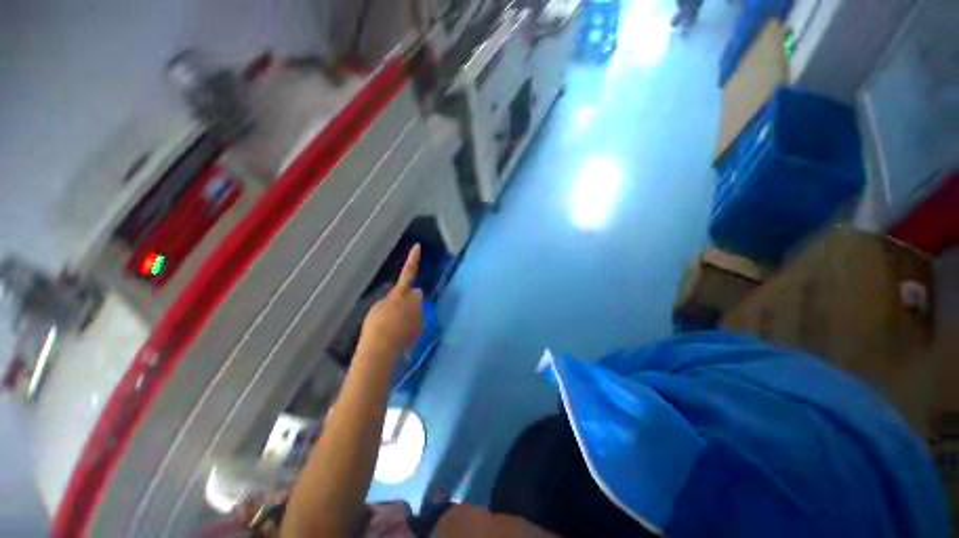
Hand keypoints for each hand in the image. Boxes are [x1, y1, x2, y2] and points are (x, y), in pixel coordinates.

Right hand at [359, 245, 423, 357]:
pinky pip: (416, 322)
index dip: (413, 258)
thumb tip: (402, 299)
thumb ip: (394, 298)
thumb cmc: (376, 324)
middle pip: (415, 295)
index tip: (418, 246)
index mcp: (403, 292)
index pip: (408, 271)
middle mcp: (416, 301)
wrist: (382, 347)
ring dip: (410, 313)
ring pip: (416, 310)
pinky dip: (411, 326)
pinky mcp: (423, 327)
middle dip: (410, 299)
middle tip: (395, 311)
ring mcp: (421, 315)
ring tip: (395, 326)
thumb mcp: (379, 306)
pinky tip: (399, 335)